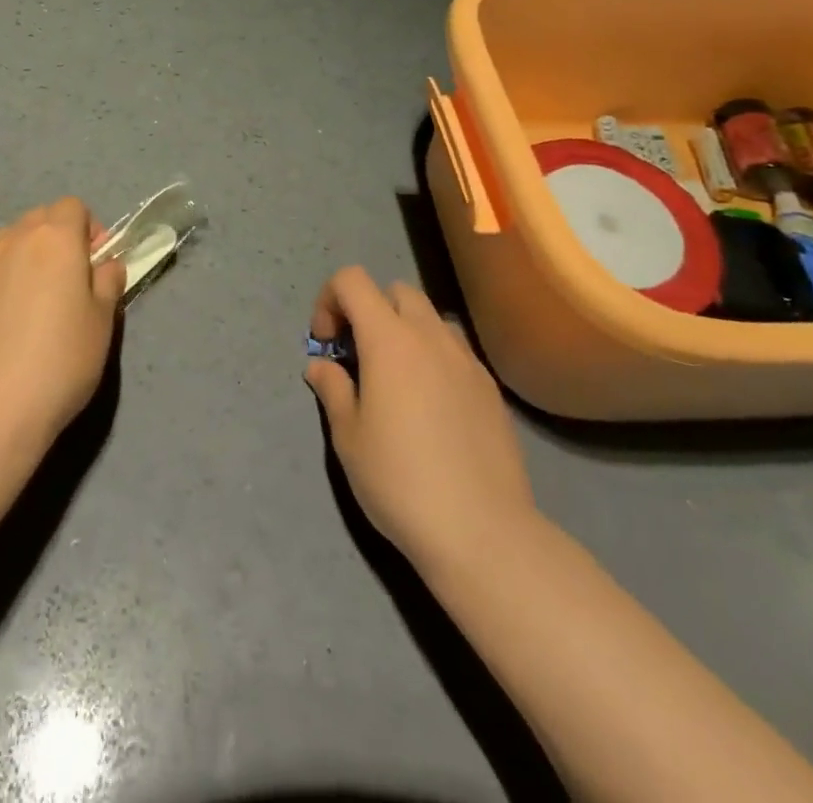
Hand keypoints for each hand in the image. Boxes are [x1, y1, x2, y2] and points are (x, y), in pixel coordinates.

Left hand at [0, 198, 127, 451]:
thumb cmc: (59, 361)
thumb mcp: (103, 322)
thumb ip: (108, 281)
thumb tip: (104, 264)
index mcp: (54, 239)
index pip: (73, 207)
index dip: (88, 231)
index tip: (94, 266)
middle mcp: (11, 240)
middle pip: (38, 220)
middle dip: (56, 240)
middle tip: (65, 285)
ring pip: (6, 244)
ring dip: (23, 259)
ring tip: (29, 305)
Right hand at [304, 267, 537, 577]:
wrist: (482, 531)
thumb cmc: (400, 481)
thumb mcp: (349, 438)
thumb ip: (333, 389)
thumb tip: (321, 366)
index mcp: (389, 339)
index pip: (353, 280)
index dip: (330, 300)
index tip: (327, 343)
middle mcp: (430, 336)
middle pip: (396, 291)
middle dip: (369, 311)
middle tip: (359, 358)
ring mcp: (467, 360)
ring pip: (431, 318)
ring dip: (406, 331)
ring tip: (397, 381)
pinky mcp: (491, 388)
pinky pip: (456, 351)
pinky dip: (434, 358)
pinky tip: (432, 408)